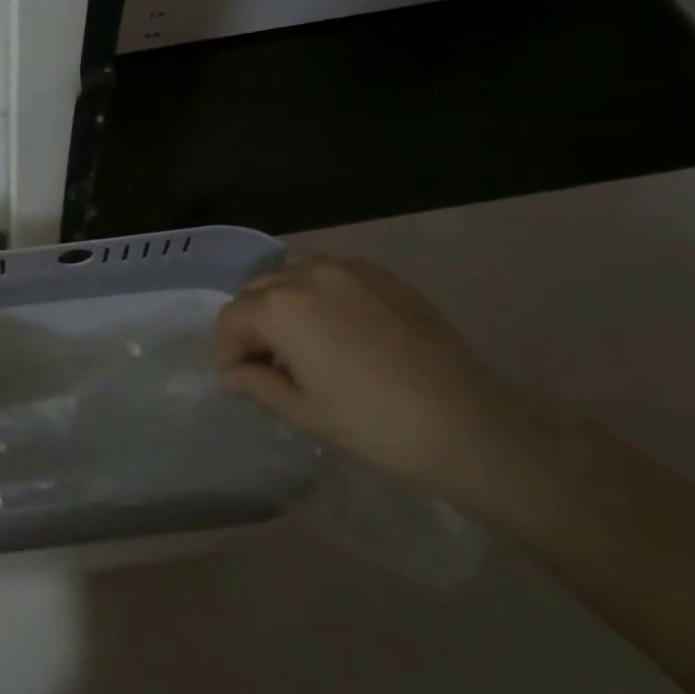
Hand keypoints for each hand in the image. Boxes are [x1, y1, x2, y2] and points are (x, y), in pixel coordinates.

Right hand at [214, 256, 526, 493]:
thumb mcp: (303, 411)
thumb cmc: (374, 424)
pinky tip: (339, 328)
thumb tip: (233, 374)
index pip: (231, 318)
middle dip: (252, 323)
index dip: (227, 350)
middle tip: (270, 362)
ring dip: (283, 299)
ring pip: (292, 271)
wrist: (467, 423)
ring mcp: (348, 269)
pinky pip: (331, 271)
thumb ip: (257, 384)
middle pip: (257, 289)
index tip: (240, 379)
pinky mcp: (382, 275)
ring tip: (302, 338)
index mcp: (280, 308)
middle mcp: (307, 275)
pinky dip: (318, 291)